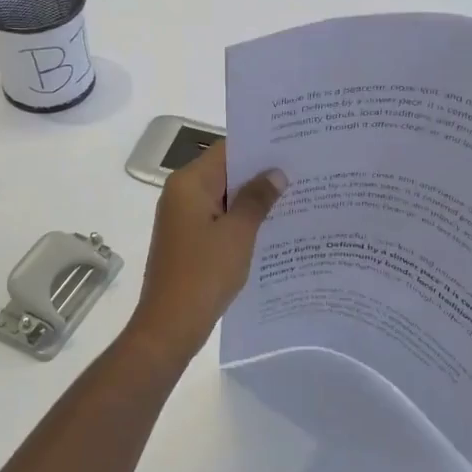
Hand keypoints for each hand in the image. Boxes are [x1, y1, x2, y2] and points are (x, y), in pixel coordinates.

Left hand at [126, 140, 285, 365]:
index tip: (292, 145)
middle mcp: (181, 194)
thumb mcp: (238, 233)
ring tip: (295, 196)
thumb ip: (257, 199)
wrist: (170, 326)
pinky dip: (241, 220)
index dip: (259, 146)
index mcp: (189, 183)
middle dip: (260, 173)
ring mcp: (183, 219)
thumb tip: (276, 173)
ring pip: (224, 198)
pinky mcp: (188, 241)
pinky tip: (271, 227)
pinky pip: (219, 220)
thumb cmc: (204, 273)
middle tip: (301, 170)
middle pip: (225, 172)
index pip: (227, 150)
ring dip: (252, 199)